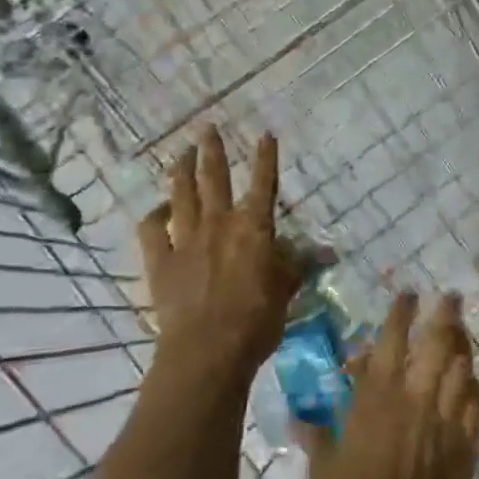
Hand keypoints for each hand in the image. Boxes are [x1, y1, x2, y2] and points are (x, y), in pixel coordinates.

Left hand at [138, 126, 300, 390]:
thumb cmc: (257, 320)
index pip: (263, 183)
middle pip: (214, 178)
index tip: (265, 134)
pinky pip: (152, 230)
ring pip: (181, 195)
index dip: (265, 157)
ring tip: (181, 153)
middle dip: (212, 150)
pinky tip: (158, 209)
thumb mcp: (287, 290)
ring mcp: (185, 240)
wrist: (208, 349)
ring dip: (181, 171)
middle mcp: (219, 223)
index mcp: (254, 227)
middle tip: (207, 128)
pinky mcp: (160, 261)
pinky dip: (154, 215)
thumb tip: (326, 251)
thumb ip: (298, 264)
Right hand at [303, 292, 478, 478]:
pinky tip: (474, 384)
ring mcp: (445, 422)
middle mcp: (415, 399)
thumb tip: (299, 416)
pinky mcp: (465, 448)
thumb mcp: (321, 468)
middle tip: (450, 296)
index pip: (391, 340)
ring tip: (463, 331)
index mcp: (376, 398)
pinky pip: (478, 407)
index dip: (401, 312)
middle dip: (445, 315)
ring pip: (463, 369)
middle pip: (438, 344)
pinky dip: (476, 389)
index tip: (408, 293)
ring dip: (464, 345)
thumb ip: (315, 434)